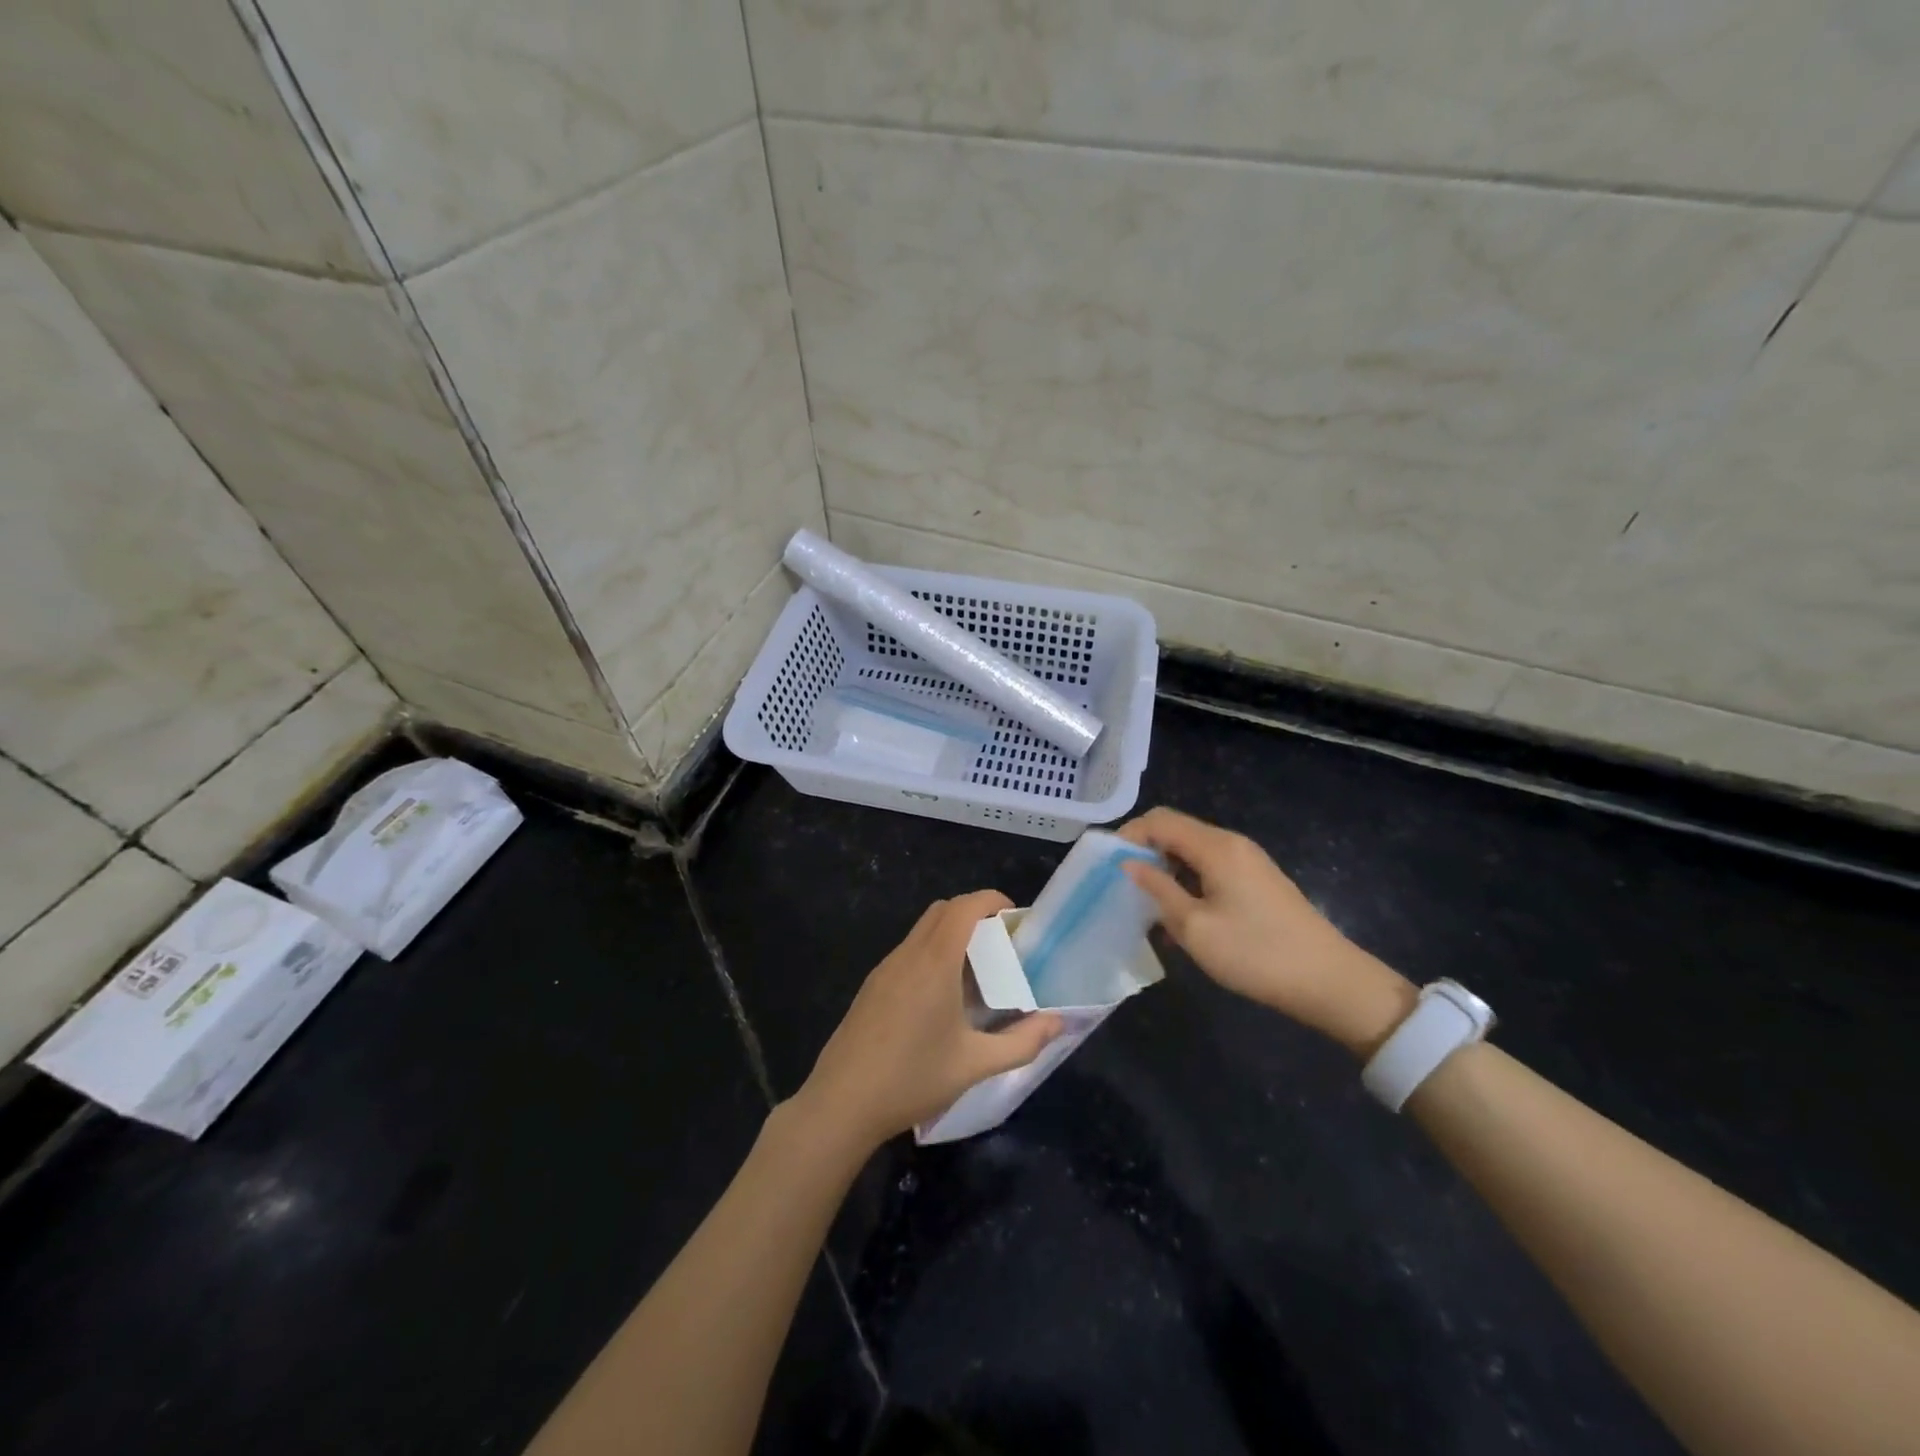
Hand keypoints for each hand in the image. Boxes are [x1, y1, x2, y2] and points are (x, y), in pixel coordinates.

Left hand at [791, 891, 1064, 1152]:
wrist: (841, 1103)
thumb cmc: (912, 1079)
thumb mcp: (975, 1065)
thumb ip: (1022, 1042)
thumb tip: (1058, 1022)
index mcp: (935, 962)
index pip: (964, 906)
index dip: (991, 899)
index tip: (1014, 917)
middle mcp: (908, 954)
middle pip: (942, 910)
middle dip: (974, 913)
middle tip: (1001, 944)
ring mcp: (885, 969)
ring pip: (922, 930)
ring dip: (951, 934)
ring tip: (977, 972)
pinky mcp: (872, 986)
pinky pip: (908, 952)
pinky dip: (931, 953)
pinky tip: (941, 997)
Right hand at [1119, 808, 1415, 1056]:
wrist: (1330, 981)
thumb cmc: (1256, 953)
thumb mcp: (1195, 927)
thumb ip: (1158, 889)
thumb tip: (1129, 864)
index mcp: (1216, 847)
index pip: (1160, 820)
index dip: (1128, 835)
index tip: (1106, 865)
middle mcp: (1232, 843)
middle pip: (1177, 830)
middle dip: (1144, 851)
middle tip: (1122, 885)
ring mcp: (1248, 861)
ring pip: (1192, 850)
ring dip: (1166, 869)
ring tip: (1147, 904)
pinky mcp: (1258, 880)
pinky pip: (1211, 867)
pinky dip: (1187, 880)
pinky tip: (1181, 914)